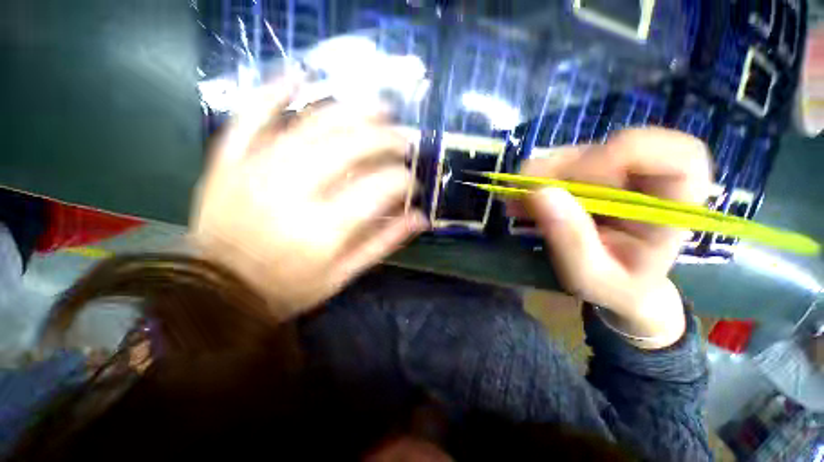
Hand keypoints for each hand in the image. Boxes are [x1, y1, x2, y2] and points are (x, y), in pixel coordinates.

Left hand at [191, 76, 426, 318]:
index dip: (405, 180)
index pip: (381, 187)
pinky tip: (300, 75)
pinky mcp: (229, 161)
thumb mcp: (344, 275)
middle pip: (351, 146)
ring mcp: (256, 169)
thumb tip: (421, 218)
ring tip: (379, 108)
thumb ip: (384, 243)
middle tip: (404, 142)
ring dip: (352, 110)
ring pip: (312, 124)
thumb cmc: (289, 288)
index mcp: (325, 228)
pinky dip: (274, 91)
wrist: (219, 293)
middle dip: (387, 139)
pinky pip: (250, 115)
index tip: (413, 183)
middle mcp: (293, 191)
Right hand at [518, 129, 711, 347]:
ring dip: (544, 173)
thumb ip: (571, 239)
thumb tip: (539, 192)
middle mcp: (650, 183)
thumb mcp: (590, 276)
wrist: (615, 288)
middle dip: (564, 166)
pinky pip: (565, 167)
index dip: (629, 153)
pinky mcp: (593, 179)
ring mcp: (621, 177)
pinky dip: (538, 180)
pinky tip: (520, 199)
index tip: (577, 175)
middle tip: (524, 185)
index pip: (678, 158)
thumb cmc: (614, 288)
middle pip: (615, 150)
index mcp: (673, 208)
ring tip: (514, 198)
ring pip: (584, 154)